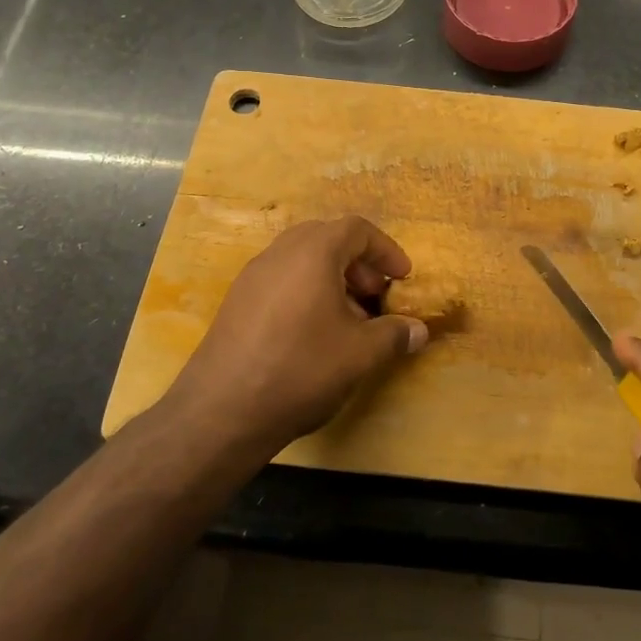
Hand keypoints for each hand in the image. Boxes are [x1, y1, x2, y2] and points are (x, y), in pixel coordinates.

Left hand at [169, 216, 427, 454]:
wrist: (221, 411)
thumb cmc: (301, 368)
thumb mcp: (360, 354)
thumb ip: (394, 335)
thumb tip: (419, 330)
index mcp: (313, 252)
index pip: (357, 229)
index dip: (386, 250)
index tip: (403, 279)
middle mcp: (280, 252)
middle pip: (327, 238)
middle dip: (358, 263)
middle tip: (375, 296)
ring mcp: (252, 276)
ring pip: (301, 260)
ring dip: (332, 278)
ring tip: (348, 318)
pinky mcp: (236, 302)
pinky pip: (281, 280)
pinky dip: (306, 292)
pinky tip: (313, 333)